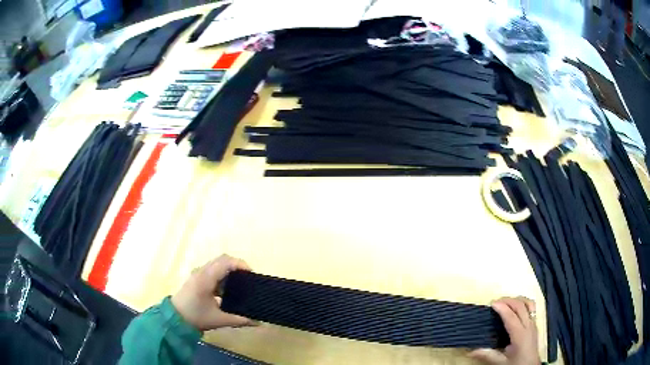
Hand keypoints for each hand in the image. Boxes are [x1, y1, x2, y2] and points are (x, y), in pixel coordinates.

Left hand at [171, 254, 255, 330]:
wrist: (174, 318)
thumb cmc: (196, 317)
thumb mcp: (219, 319)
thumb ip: (239, 320)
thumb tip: (258, 322)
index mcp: (206, 278)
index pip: (225, 262)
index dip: (240, 264)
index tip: (251, 274)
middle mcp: (201, 271)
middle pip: (222, 259)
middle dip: (237, 266)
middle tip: (248, 278)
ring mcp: (197, 273)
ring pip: (216, 264)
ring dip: (229, 270)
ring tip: (239, 284)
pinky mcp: (195, 278)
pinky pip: (211, 270)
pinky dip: (222, 275)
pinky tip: (226, 290)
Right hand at [468, 297, 539, 364]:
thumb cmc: (516, 364)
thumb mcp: (501, 362)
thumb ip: (488, 355)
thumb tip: (471, 351)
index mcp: (520, 335)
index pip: (511, 317)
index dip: (502, 308)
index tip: (492, 303)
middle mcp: (528, 325)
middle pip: (520, 306)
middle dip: (508, 300)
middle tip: (495, 301)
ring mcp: (533, 323)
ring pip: (528, 303)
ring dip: (516, 299)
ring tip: (505, 302)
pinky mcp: (534, 324)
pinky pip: (531, 307)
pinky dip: (522, 303)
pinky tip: (516, 307)